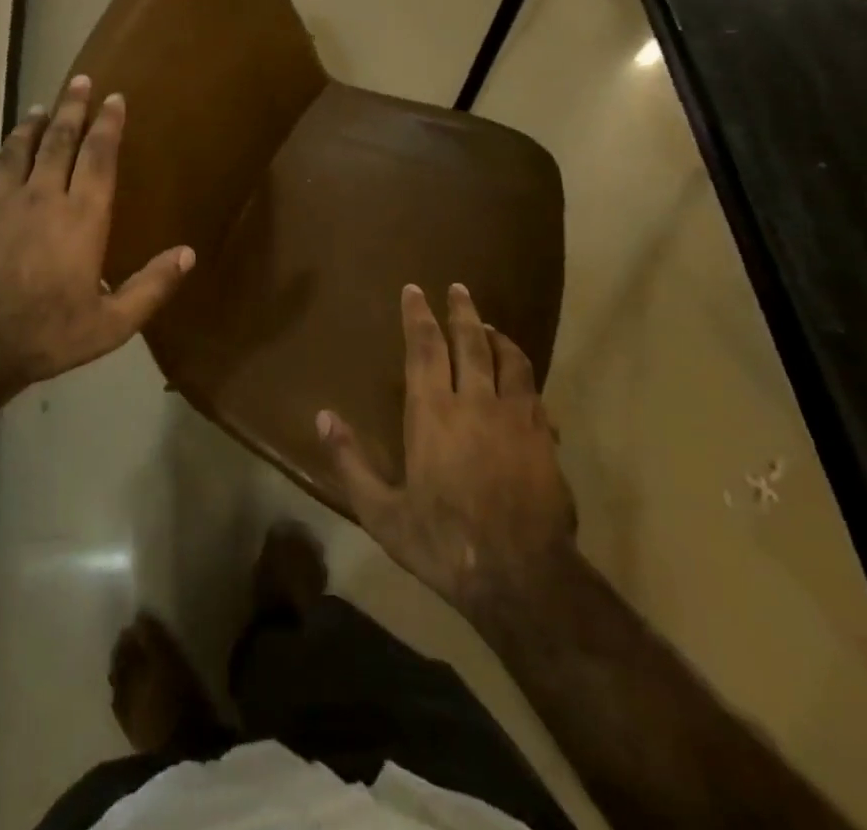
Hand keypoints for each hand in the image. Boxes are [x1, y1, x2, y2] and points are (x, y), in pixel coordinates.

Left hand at [0, 75, 194, 400]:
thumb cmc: (47, 335)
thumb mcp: (112, 324)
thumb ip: (152, 286)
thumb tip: (188, 254)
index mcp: (81, 217)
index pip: (98, 156)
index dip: (108, 124)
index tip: (114, 98)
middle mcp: (41, 196)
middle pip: (58, 140)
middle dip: (71, 107)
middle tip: (79, 81)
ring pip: (16, 149)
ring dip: (31, 126)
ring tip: (41, 108)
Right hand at [318, 283, 575, 618]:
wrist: (522, 579)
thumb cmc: (443, 543)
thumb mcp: (381, 512)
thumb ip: (350, 461)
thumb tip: (322, 416)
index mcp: (433, 413)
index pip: (424, 347)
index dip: (417, 315)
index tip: (414, 289)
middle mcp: (475, 402)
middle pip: (471, 341)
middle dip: (462, 311)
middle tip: (458, 288)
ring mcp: (516, 419)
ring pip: (511, 360)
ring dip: (498, 337)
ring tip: (490, 326)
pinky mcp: (545, 440)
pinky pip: (535, 394)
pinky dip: (525, 377)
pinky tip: (523, 382)